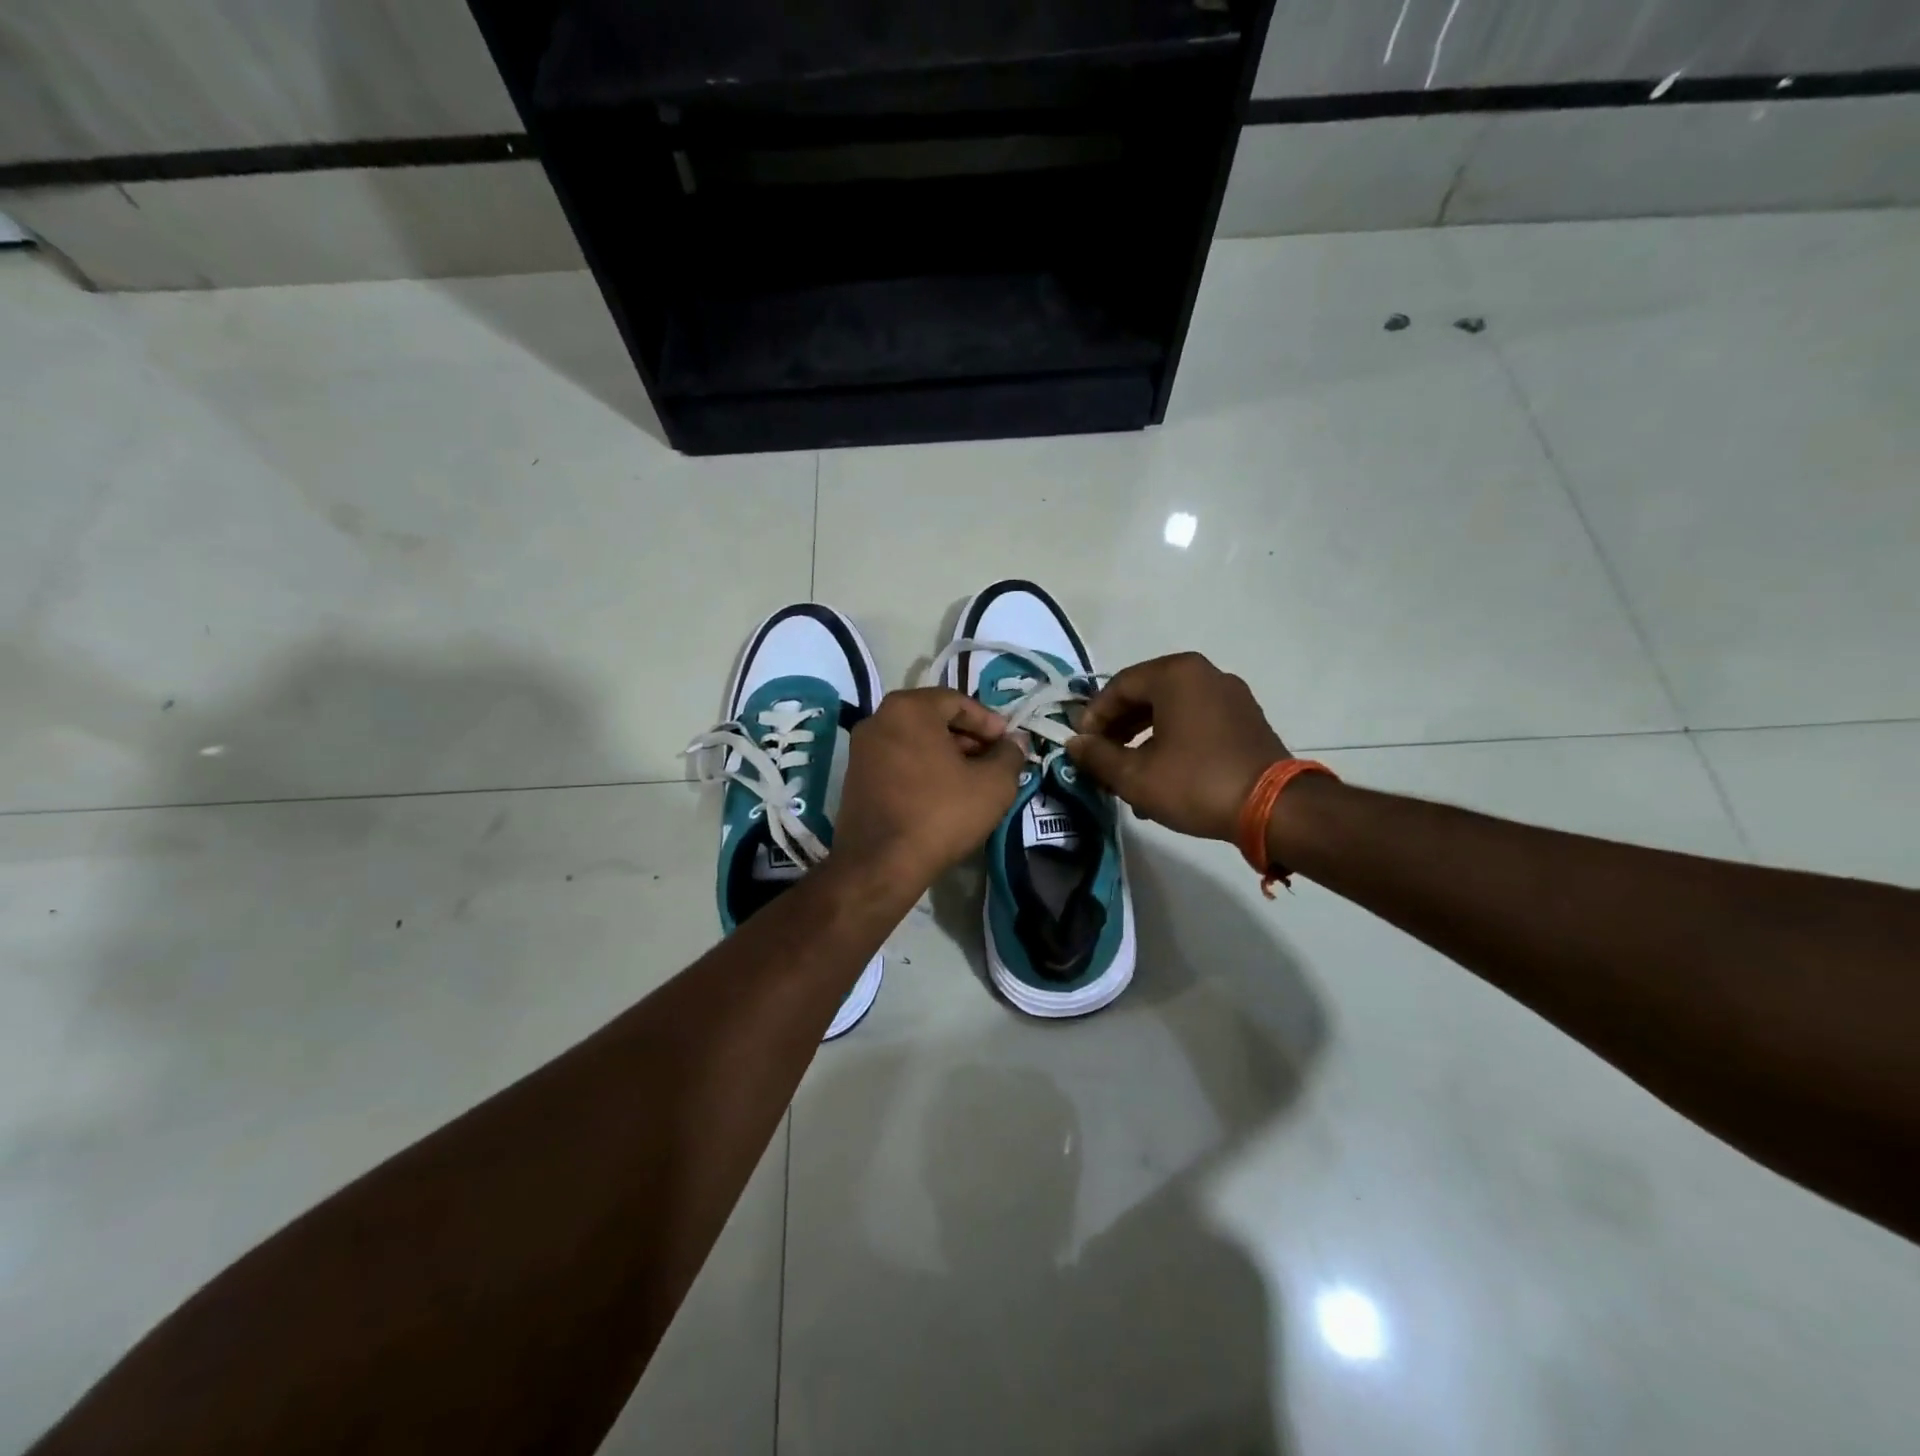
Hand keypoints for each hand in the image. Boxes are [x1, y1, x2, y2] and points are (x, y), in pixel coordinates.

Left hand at [833, 688, 1025, 894]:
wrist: (881, 864)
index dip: (988, 721)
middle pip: (933, 718)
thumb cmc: (940, 814)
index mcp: (909, 708)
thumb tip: (1015, 742)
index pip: (957, 701)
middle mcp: (878, 719)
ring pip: (914, 740)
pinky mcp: (854, 777)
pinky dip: (922, 768)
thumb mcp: (993, 784)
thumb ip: (1010, 755)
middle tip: (992, 761)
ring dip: (945, 754)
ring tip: (971, 780)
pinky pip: (897, 760)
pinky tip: (942, 794)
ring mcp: (861, 748)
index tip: (1007, 744)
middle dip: (967, 737)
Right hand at [1066, 652, 1289, 842]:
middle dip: (1117, 730)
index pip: (1118, 687)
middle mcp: (1204, 674)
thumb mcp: (1135, 775)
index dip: (1093, 717)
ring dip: (1142, 740)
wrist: (1274, 809)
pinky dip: (1171, 742)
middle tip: (1100, 761)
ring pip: (1170, 712)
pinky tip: (1160, 779)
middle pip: (1145, 696)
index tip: (1081, 747)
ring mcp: (1230, 696)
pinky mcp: (1245, 720)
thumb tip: (1074, 744)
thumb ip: (1097, 756)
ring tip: (1126, 776)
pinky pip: (1195, 723)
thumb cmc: (1196, 783)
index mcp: (1176, 675)